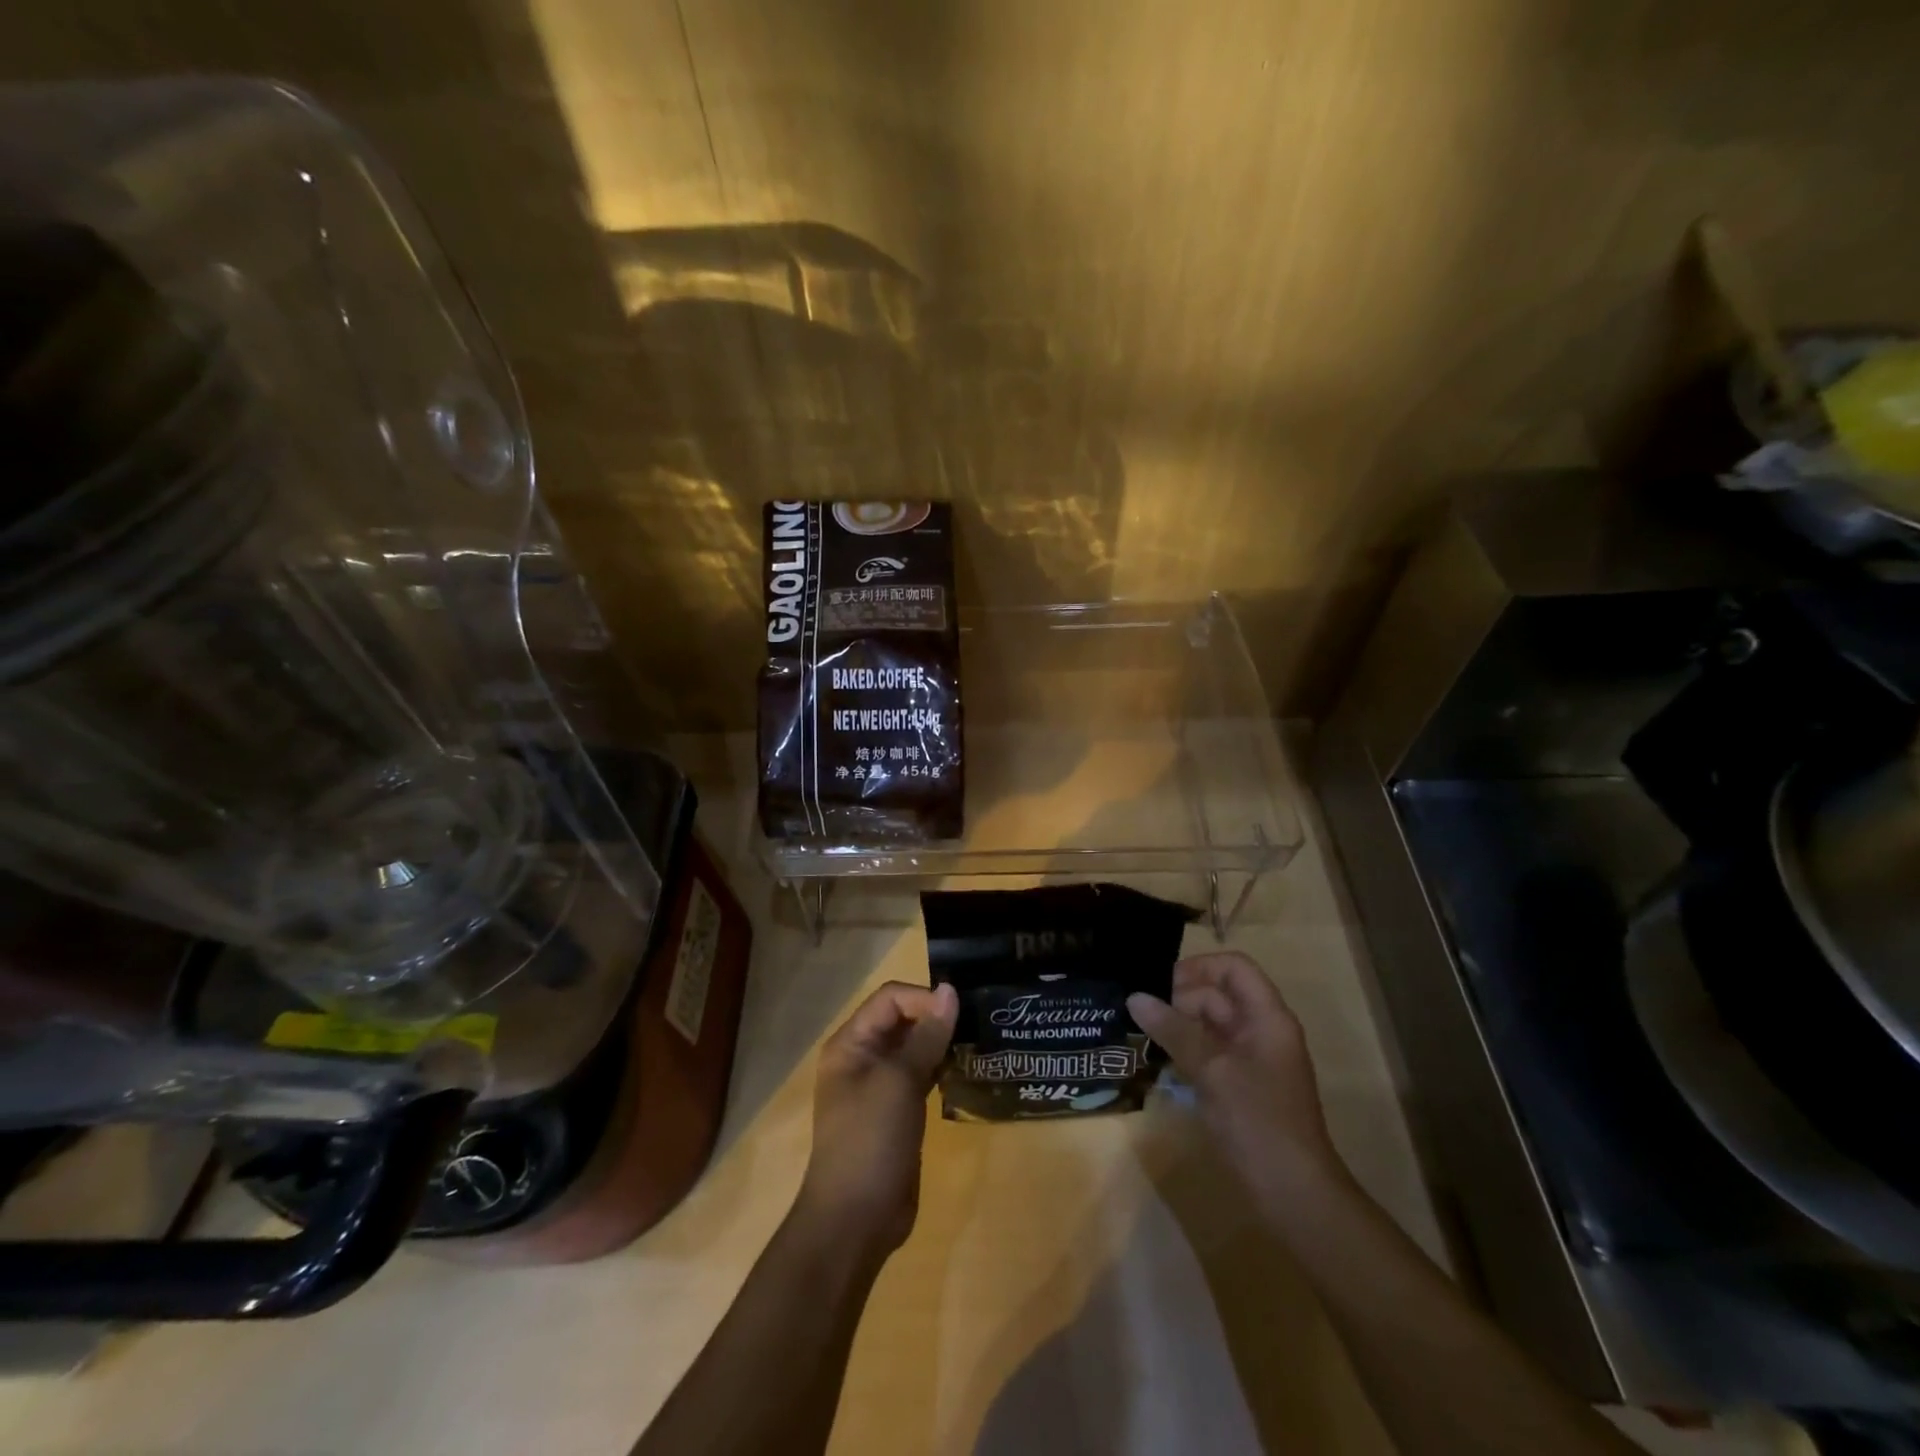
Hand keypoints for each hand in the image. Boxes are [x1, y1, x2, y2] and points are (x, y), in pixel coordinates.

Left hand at [797, 980, 957, 1255]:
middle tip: (978, 1022)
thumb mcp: (900, 1081)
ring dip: (942, 1043)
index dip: (925, 999)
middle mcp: (862, 1057)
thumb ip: (927, 1035)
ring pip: (915, 1048)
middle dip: (936, 1018)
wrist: (855, 1220)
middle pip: (903, 1019)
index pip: (891, 998)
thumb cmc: (870, 1140)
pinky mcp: (897, 1111)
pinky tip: (967, 1072)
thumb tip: (950, 991)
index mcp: (851, 1043)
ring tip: (978, 1042)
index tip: (960, 1013)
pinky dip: (942, 1069)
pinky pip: (921, 1075)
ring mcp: (880, 1086)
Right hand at [1128, 952, 1344, 1207]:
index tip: (1160, 983)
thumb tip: (1135, 997)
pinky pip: (1208, 1054)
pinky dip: (1184, 1052)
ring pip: (1209, 1026)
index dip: (1198, 967)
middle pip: (1217, 995)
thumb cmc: (1258, 1123)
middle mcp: (1261, 1031)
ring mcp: (1251, 1061)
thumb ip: (1174, 1030)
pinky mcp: (1239, 1087)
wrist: (1294, 1195)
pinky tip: (1157, 1063)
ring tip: (1139, 1034)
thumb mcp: (1212, 1070)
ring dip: (1177, 1027)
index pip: (1234, 968)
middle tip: (1139, 1014)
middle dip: (1178, 999)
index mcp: (1267, 1017)